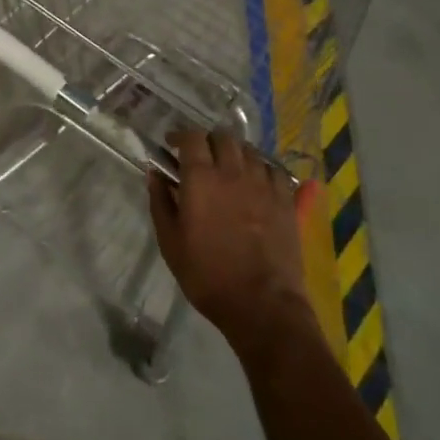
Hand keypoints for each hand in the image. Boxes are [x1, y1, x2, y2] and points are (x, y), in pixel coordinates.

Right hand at [148, 129, 318, 352]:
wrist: (262, 304)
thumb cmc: (207, 275)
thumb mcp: (170, 242)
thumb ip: (160, 202)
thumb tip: (154, 173)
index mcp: (201, 178)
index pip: (192, 137)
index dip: (180, 135)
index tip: (172, 144)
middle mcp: (233, 171)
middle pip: (222, 137)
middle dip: (208, 141)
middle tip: (200, 157)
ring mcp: (263, 183)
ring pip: (249, 149)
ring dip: (235, 152)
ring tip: (228, 167)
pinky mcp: (285, 199)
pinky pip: (273, 169)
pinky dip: (261, 168)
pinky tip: (256, 181)